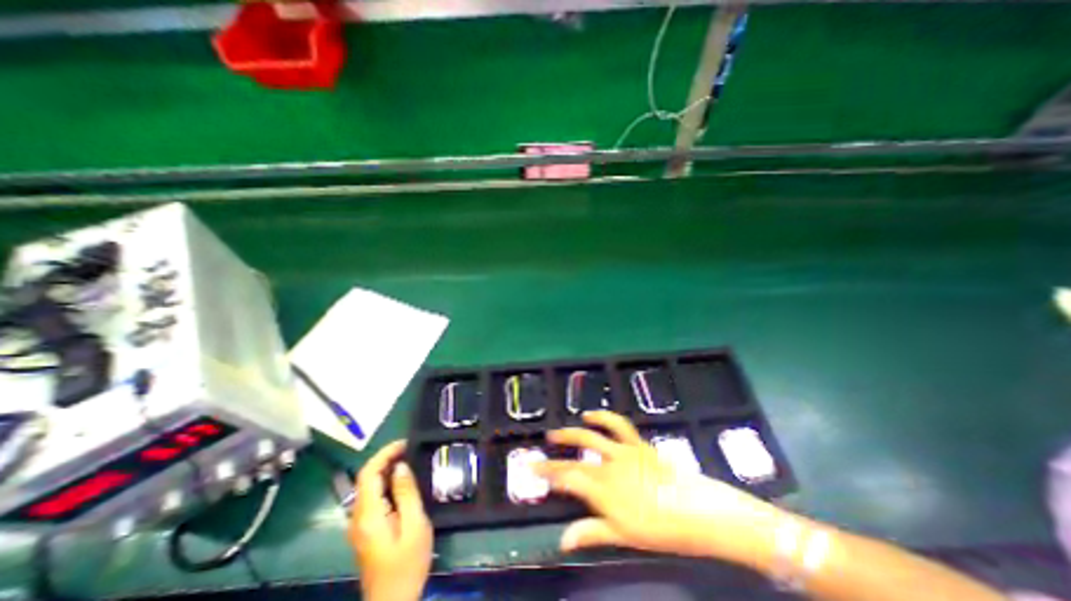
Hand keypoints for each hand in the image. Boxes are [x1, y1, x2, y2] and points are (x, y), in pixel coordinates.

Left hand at [352, 439, 433, 600]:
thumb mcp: (414, 525)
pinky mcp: (364, 530)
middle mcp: (357, 517)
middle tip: (409, 448)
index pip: (368, 473)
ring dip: (385, 468)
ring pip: (367, 487)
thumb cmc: (407, 563)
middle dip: (385, 458)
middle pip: (365, 478)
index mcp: (369, 515)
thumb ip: (406, 493)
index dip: (384, 453)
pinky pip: (371, 497)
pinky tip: (400, 481)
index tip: (405, 443)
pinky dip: (384, 482)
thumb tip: (400, 466)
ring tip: (407, 459)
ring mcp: (358, 525)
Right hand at [535, 410, 783, 566]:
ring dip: (572, 433)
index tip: (534, 472)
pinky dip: (603, 417)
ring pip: (591, 437)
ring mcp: (622, 451)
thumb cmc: (660, 528)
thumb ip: (592, 532)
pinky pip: (617, 425)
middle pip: (575, 458)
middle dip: (553, 458)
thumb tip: (562, 539)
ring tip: (556, 434)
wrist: (697, 510)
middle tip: (538, 457)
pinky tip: (592, 414)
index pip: (568, 479)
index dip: (549, 475)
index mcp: (604, 490)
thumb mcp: (624, 536)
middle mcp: (608, 467)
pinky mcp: (636, 443)